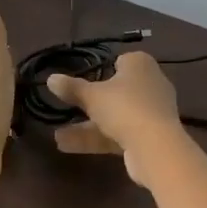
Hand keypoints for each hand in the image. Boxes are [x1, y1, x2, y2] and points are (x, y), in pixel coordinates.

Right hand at [48, 51, 181, 188]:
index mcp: (141, 64)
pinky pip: (120, 133)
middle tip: (70, 107)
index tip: (85, 79)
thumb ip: (71, 88)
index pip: (122, 61)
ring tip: (57, 136)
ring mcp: (152, 112)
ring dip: (89, 125)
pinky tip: (67, 146)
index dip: (104, 69)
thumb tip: (50, 78)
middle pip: (118, 90)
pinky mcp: (150, 136)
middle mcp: (150, 84)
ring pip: (116, 115)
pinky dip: (98, 138)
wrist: (156, 146)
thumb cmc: (124, 107)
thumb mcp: (92, 96)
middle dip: (92, 102)